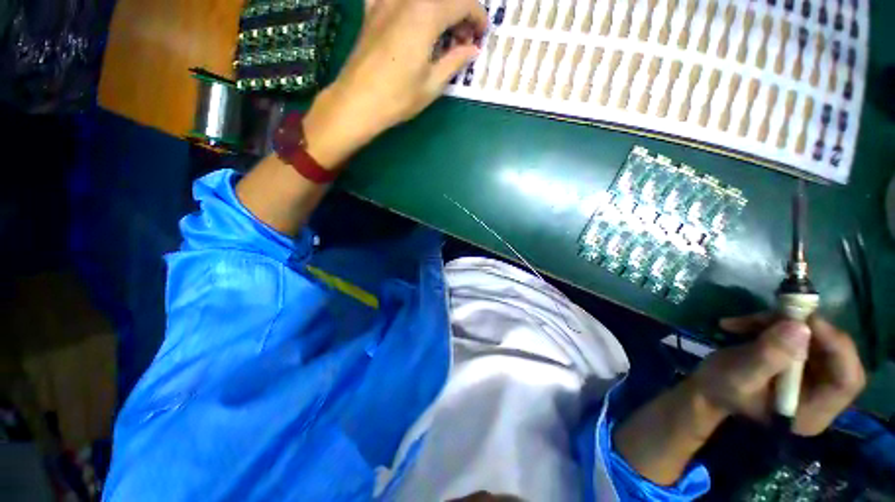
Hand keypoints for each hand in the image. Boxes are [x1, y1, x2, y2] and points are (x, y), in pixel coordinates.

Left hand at [303, 0, 487, 166]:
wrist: (357, 101)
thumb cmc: (398, 97)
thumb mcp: (433, 83)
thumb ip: (455, 61)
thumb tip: (472, 49)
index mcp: (427, 14)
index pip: (464, 3)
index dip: (478, 18)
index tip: (481, 36)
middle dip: (460, 13)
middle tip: (463, 41)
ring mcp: (386, 1)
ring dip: (439, 10)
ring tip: (441, 34)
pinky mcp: (372, 10)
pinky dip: (410, 8)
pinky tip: (411, 20)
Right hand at [693, 314, 865, 435]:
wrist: (708, 388)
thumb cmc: (720, 387)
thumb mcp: (738, 374)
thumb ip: (769, 356)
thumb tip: (800, 326)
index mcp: (812, 412)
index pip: (848, 381)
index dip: (837, 348)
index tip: (808, 321)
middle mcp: (822, 397)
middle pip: (837, 357)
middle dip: (811, 331)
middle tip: (782, 313)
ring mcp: (814, 380)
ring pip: (818, 341)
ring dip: (786, 324)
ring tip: (749, 320)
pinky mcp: (801, 364)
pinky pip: (802, 338)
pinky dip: (777, 325)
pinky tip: (748, 323)